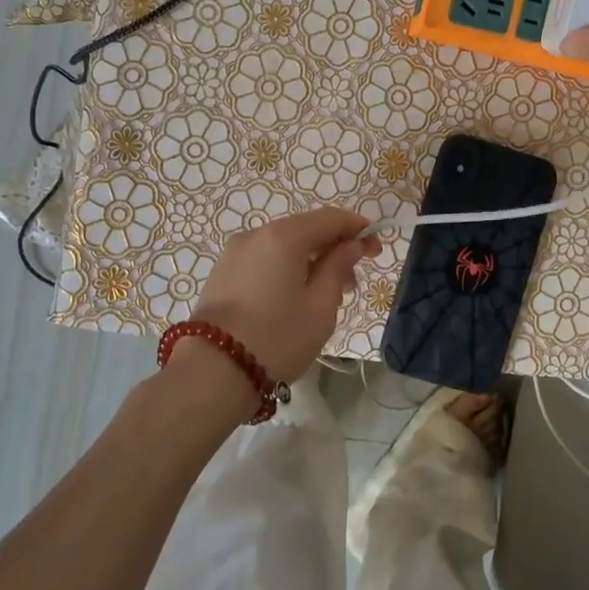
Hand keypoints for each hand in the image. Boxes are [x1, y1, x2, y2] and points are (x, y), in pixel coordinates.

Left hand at [190, 209, 381, 385]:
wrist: (212, 372)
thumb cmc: (277, 338)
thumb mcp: (321, 306)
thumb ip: (339, 267)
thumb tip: (351, 245)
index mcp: (284, 236)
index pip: (331, 218)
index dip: (358, 229)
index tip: (376, 251)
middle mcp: (256, 234)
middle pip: (306, 230)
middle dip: (333, 250)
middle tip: (351, 286)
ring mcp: (235, 253)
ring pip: (284, 247)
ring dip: (310, 263)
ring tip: (324, 300)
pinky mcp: (222, 273)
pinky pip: (264, 261)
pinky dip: (286, 270)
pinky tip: (292, 301)